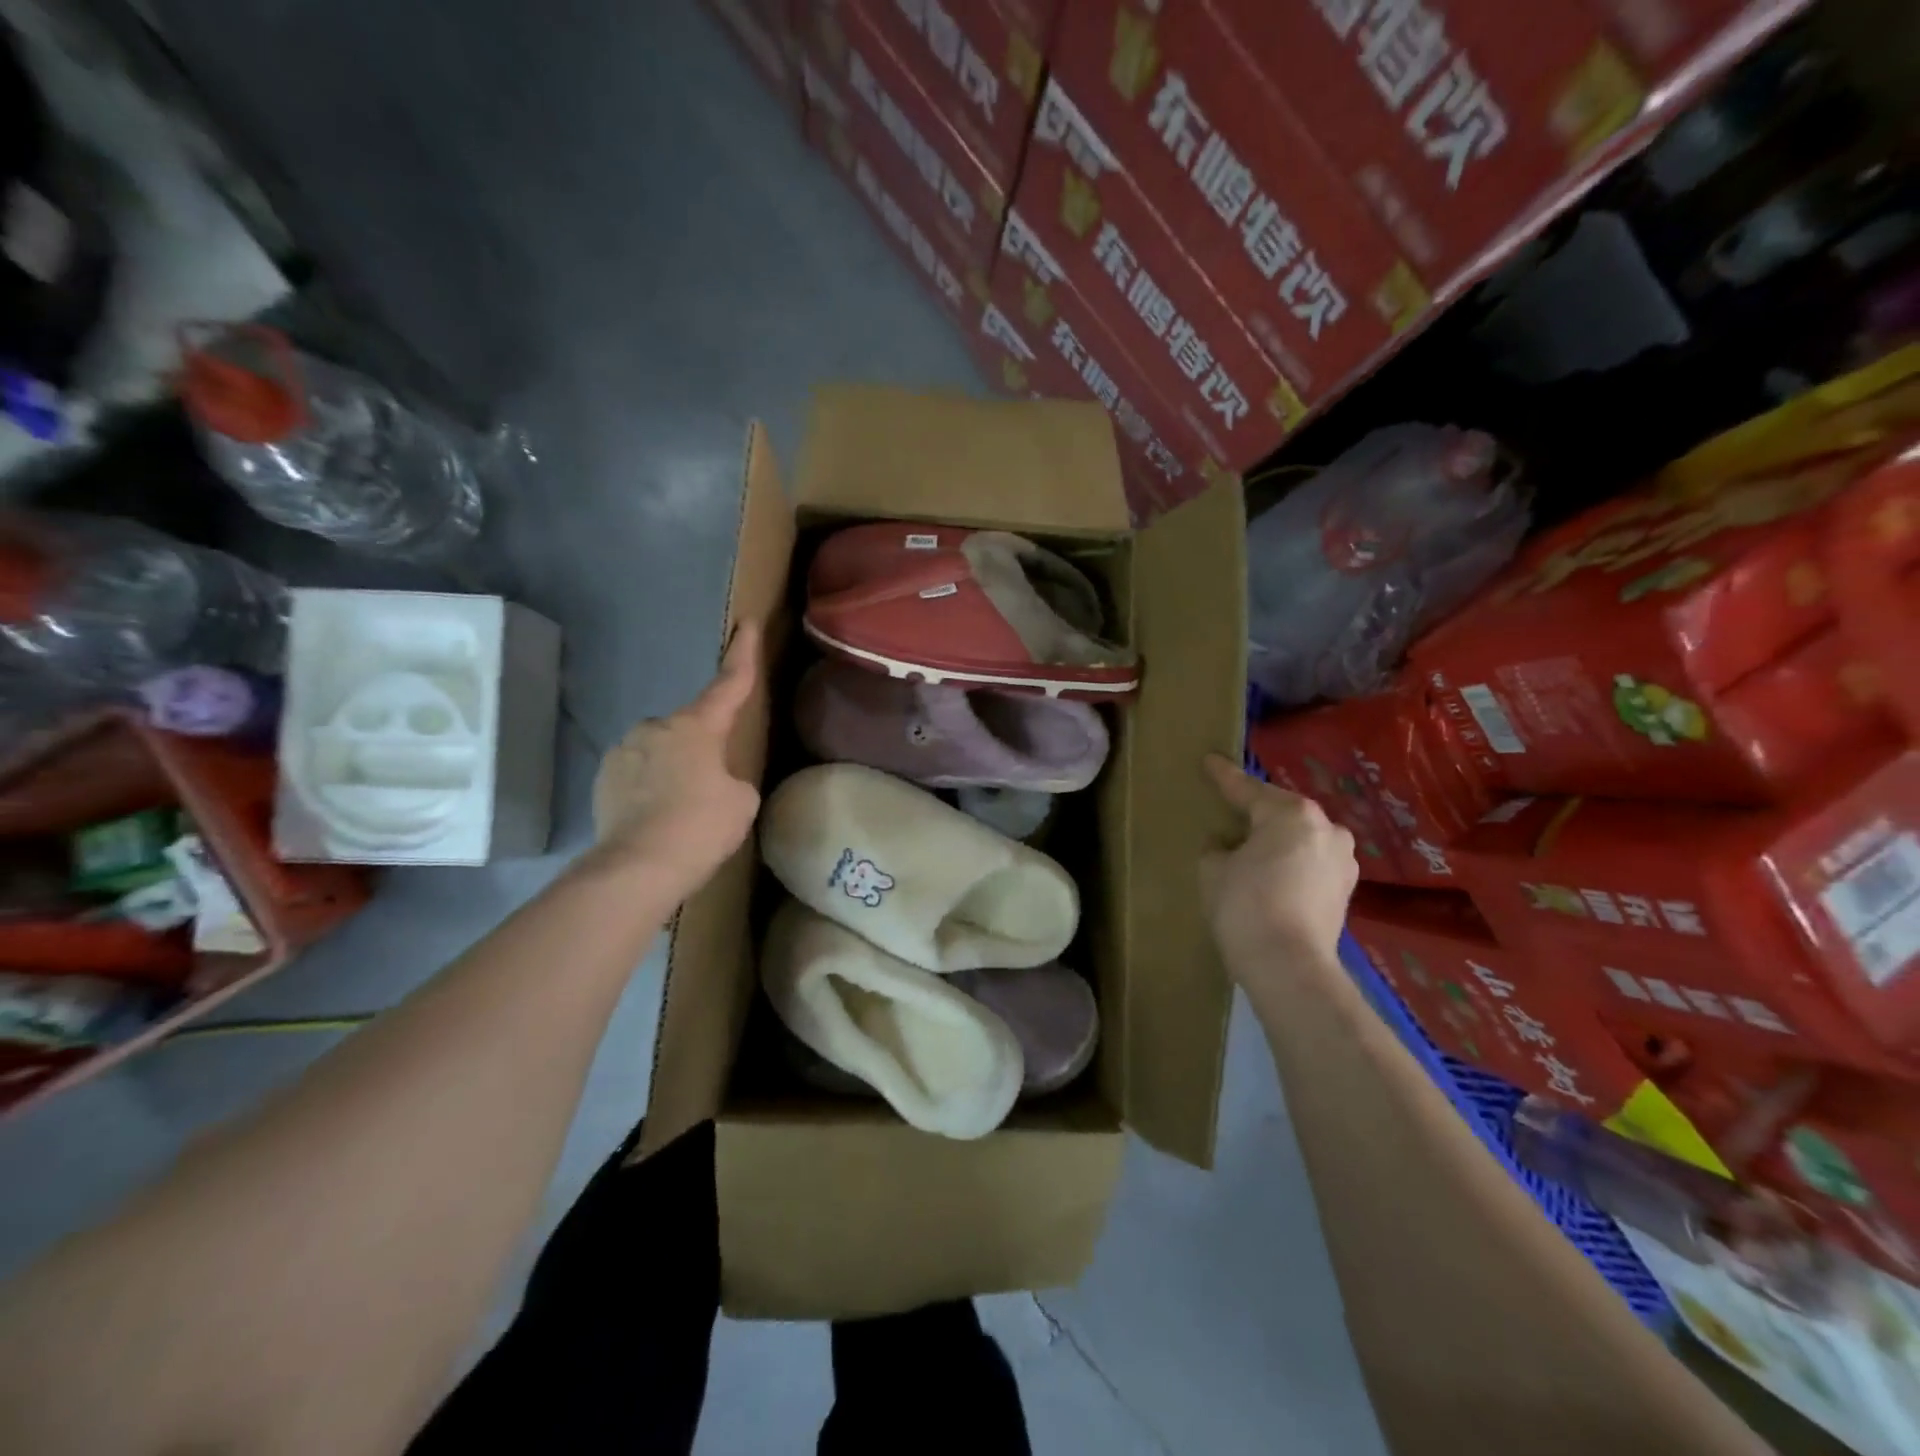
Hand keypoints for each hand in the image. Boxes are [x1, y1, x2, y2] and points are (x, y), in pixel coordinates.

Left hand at [591, 622, 762, 899]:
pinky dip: (649, 789)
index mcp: (697, 726)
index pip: (729, 683)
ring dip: (672, 770)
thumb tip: (710, 780)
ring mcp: (624, 751)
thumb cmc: (700, 827)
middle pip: (690, 728)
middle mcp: (656, 727)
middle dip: (700, 749)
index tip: (748, 623)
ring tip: (680, 812)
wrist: (637, 866)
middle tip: (710, 789)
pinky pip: (637, 774)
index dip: (743, 654)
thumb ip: (730, 778)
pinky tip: (655, 819)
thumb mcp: (741, 801)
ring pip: (660, 751)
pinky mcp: (603, 778)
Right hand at [1199, 754, 1357, 975]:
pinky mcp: (1346, 889)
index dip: (1223, 776)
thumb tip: (1227, 843)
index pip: (1248, 789)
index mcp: (1291, 814)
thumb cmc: (1245, 907)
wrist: (1289, 967)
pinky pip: (1310, 861)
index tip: (1209, 760)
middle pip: (1280, 811)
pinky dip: (1291, 862)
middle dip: (1256, 811)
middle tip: (1229, 811)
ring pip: (1300, 837)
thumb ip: (1217, 846)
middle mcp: (1326, 827)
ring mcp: (1342, 859)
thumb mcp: (1213, 869)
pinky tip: (1272, 874)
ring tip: (1252, 847)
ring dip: (1277, 839)